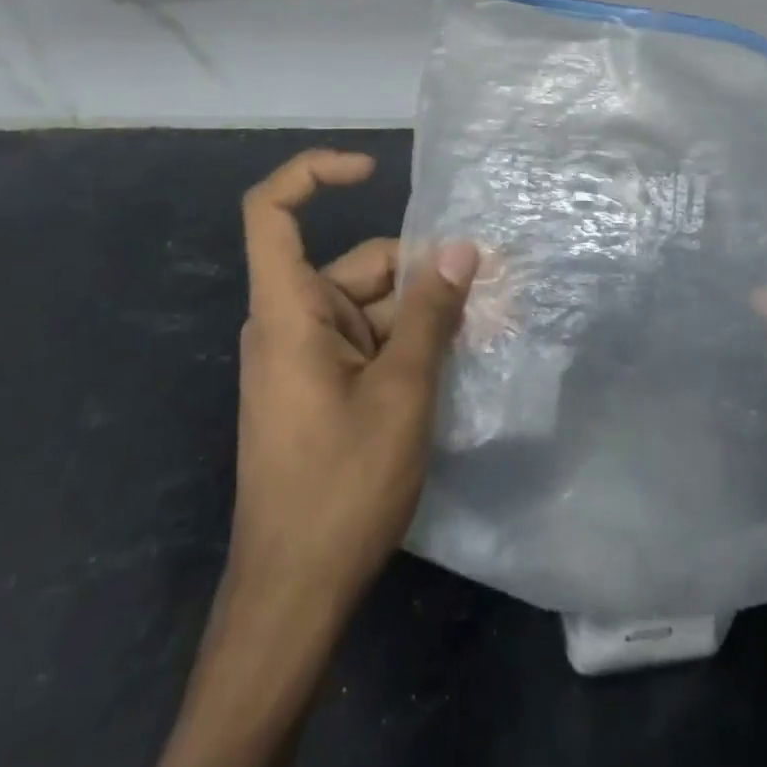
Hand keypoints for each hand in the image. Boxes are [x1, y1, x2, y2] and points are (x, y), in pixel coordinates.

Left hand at [153, 149, 476, 766]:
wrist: (295, 595)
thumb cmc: (341, 485)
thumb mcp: (402, 391)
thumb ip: (432, 312)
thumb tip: (463, 248)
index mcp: (289, 311)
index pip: (271, 213)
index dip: (314, 174)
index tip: (372, 171)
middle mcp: (292, 322)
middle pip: (359, 265)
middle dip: (423, 273)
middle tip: (494, 286)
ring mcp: (307, 356)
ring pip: (374, 306)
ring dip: (428, 314)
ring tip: (490, 327)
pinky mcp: (322, 386)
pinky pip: (370, 341)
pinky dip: (412, 343)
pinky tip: (461, 358)